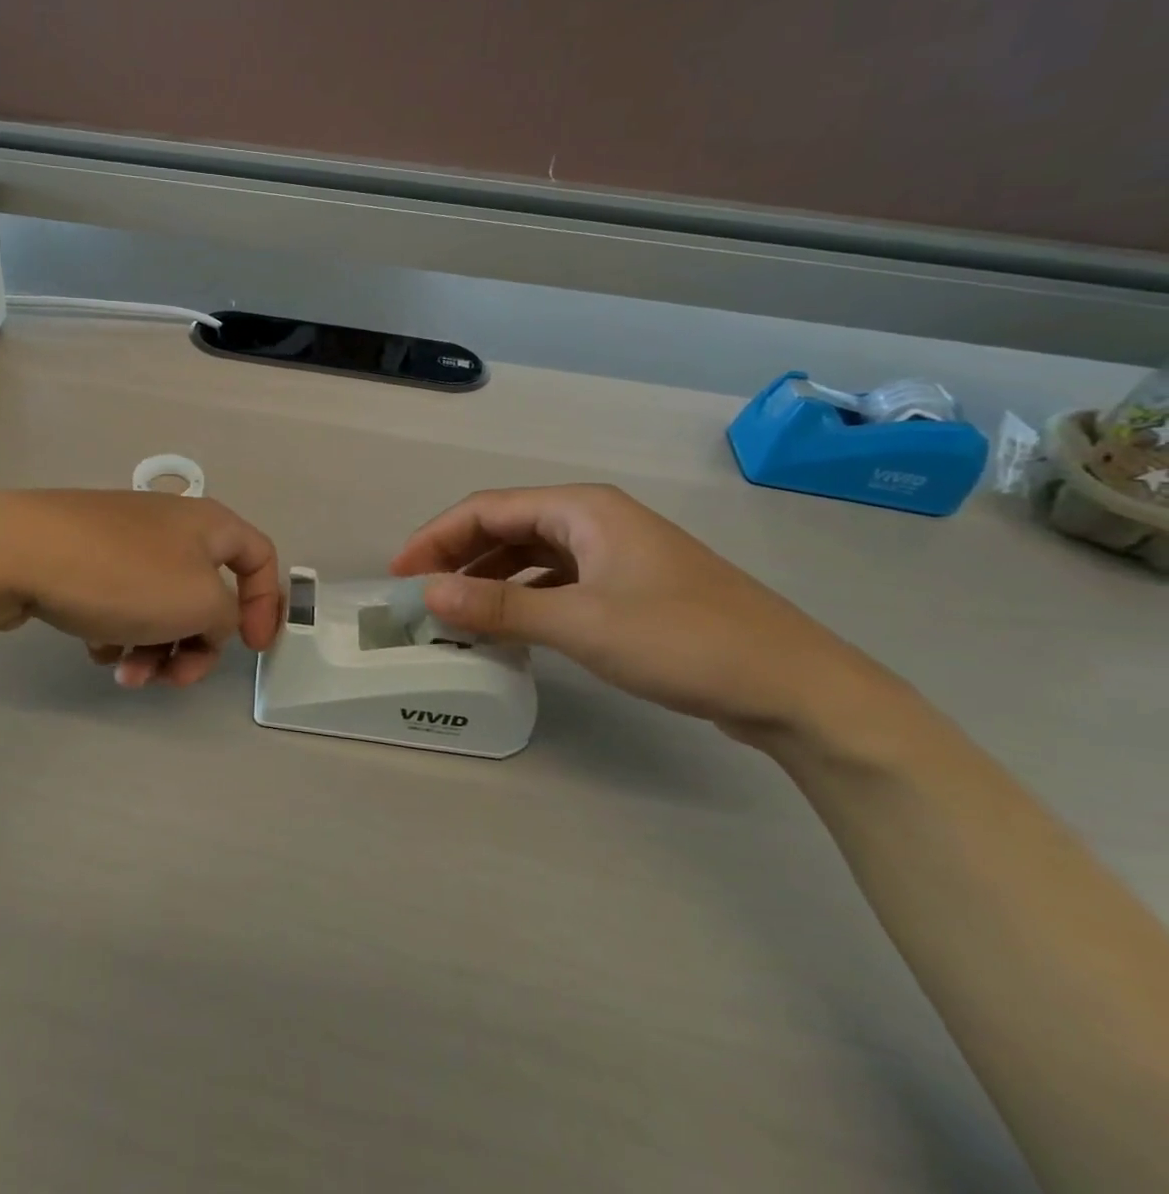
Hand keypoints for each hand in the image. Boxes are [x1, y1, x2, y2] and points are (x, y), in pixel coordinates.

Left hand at [0, 491, 281, 688]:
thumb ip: (225, 617)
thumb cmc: (123, 575)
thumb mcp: (198, 601)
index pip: (260, 557)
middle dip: (195, 644)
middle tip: (174, 677)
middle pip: (206, 594)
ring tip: (124, 673)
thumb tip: (208, 621)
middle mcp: (170, 527)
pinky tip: (94, 648)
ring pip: (160, 606)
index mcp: (208, 524)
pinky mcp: (87, 559)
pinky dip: (119, 632)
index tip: (251, 648)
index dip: (266, 604)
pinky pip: (121, 603)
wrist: (19, 552)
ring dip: (154, 648)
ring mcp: (124, 541)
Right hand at [389, 484, 910, 739]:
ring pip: (530, 556)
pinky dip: (522, 598)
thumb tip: (428, 593)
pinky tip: (507, 626)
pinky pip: (555, 582)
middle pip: (506, 528)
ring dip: (488, 579)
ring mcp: (614, 555)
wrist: (797, 688)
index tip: (399, 574)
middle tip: (420, 596)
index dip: (436, 537)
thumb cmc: (684, 641)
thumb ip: (500, 606)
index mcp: (583, 509)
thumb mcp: (582, 623)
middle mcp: (594, 521)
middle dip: (457, 557)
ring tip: (453, 613)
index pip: (487, 510)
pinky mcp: (628, 588)